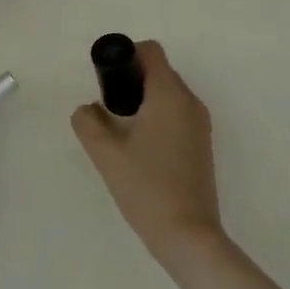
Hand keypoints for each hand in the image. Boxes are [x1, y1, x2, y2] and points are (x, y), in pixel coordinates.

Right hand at [71, 40, 221, 265]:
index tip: (108, 79)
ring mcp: (200, 124)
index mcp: (169, 94)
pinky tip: (141, 147)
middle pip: (159, 71)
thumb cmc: (147, 188)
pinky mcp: (202, 144)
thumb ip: (88, 123)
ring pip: (168, 93)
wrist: (189, 237)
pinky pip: (177, 113)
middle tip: (109, 107)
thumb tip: (86, 109)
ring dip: (145, 99)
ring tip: (122, 129)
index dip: (126, 56)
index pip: (150, 51)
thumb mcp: (106, 154)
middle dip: (132, 80)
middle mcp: (190, 101)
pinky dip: (158, 116)